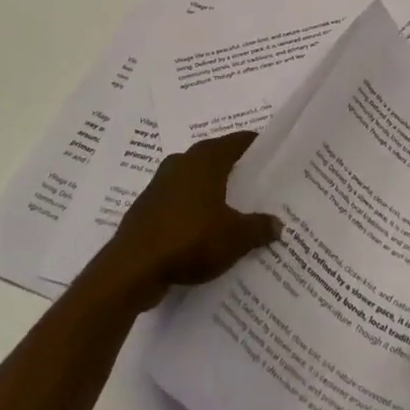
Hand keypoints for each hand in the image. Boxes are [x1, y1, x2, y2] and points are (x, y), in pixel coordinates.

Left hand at [87, 132, 280, 311]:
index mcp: (205, 160)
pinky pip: (179, 202)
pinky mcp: (147, 208)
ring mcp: (160, 185)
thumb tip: (277, 223)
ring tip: (234, 208)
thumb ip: (258, 228)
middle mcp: (181, 163)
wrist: (132, 268)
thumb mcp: (235, 237)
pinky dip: (193, 210)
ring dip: (211, 190)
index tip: (272, 154)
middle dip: (234, 169)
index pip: (236, 142)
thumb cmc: (189, 239)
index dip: (255, 146)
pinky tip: (204, 230)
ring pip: (194, 180)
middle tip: (257, 183)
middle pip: (214, 158)